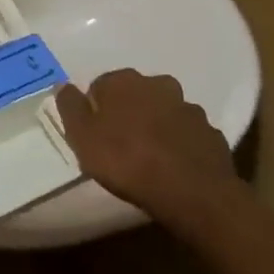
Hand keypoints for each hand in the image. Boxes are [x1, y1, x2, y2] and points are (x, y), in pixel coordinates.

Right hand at [56, 69, 236, 228]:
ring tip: (149, 158)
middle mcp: (158, 84)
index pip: (101, 86)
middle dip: (128, 113)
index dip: (95, 110)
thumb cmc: (126, 161)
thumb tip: (62, 85)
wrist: (191, 192)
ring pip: (164, 112)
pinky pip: (187, 134)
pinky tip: (173, 167)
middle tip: (120, 146)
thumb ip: (70, 107)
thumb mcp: (82, 137)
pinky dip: (179, 144)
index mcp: (124, 81)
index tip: (94, 135)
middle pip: (135, 95)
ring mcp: (189, 108)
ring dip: (156, 126)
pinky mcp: (210, 133)